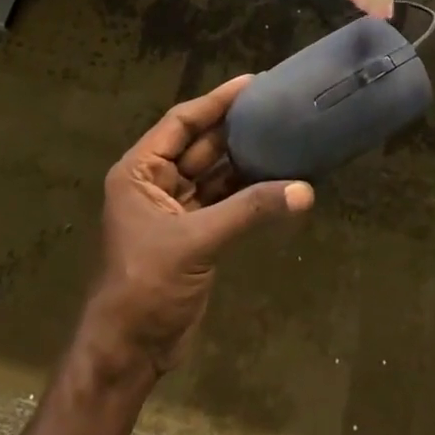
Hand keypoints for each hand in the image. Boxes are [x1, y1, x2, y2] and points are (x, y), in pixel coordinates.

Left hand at [79, 76, 313, 383]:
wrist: (129, 351)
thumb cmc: (146, 285)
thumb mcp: (195, 241)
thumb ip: (249, 211)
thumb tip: (304, 190)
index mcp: (139, 172)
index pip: (181, 123)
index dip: (215, 102)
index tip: (251, 82)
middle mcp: (155, 183)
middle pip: (200, 145)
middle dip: (235, 128)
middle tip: (276, 106)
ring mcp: (175, 209)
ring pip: (215, 174)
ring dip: (246, 160)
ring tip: (284, 136)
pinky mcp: (194, 234)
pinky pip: (224, 202)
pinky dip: (249, 193)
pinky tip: (278, 180)